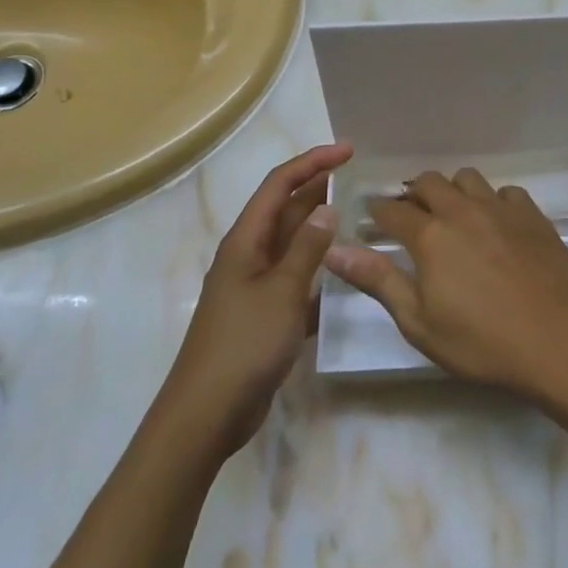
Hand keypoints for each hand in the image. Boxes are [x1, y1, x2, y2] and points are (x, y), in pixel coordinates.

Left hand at [162, 143, 351, 457]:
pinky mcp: (265, 314)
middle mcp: (249, 255)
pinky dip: (319, 270)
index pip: (280, 184)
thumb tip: (327, 207)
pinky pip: (296, 279)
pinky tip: (346, 274)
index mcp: (246, 240)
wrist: (206, 417)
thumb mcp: (282, 291)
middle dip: (320, 190)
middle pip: (286, 210)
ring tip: (360, 219)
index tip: (349, 150)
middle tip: (361, 180)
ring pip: (293, 245)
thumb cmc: (243, 345)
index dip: (313, 162)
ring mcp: (256, 286)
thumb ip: (307, 247)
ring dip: (322, 229)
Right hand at [323, 168, 567, 398]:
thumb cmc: (482, 342)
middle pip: (427, 182)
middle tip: (409, 218)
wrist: (559, 337)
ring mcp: (500, 207)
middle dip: (412, 195)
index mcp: (430, 236)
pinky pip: (503, 192)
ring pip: (466, 178)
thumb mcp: (420, 323)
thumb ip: (378, 281)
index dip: (376, 212)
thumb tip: (334, 251)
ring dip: (451, 190)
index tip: (370, 218)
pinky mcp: (531, 213)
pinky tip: (495, 224)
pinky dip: (492, 201)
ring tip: (452, 215)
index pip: (391, 211)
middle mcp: (461, 210)